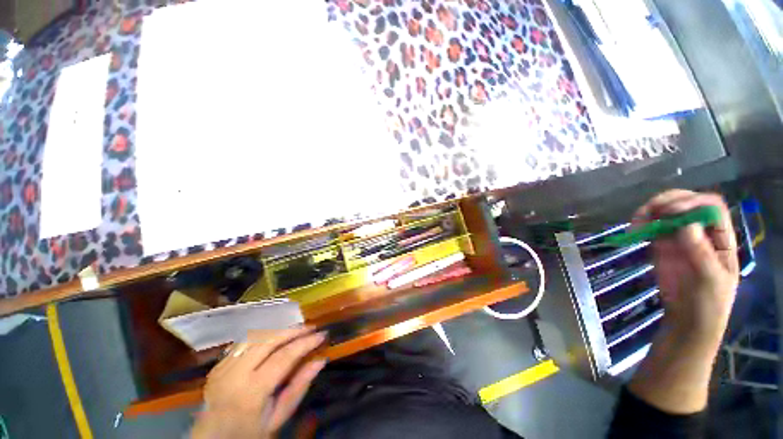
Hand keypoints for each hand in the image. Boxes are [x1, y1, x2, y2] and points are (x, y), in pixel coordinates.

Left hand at [191, 327, 326, 438]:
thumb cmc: (249, 434)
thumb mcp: (278, 418)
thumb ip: (299, 387)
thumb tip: (320, 360)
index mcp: (251, 392)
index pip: (284, 356)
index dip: (305, 342)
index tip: (322, 334)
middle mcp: (234, 374)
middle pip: (269, 340)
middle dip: (293, 330)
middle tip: (311, 327)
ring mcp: (223, 368)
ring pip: (256, 337)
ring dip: (279, 330)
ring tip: (296, 330)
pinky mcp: (218, 365)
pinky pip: (243, 343)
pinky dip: (263, 337)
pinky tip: (274, 338)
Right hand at [633, 189, 738, 349]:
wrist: (688, 320)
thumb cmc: (709, 303)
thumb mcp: (710, 281)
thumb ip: (702, 253)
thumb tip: (687, 225)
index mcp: (721, 237)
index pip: (710, 207)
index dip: (691, 203)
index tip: (669, 212)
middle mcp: (701, 231)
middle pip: (687, 203)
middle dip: (668, 202)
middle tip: (648, 211)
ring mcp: (681, 237)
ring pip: (667, 212)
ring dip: (651, 211)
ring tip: (636, 221)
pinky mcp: (662, 245)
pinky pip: (652, 227)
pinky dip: (642, 224)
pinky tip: (634, 230)